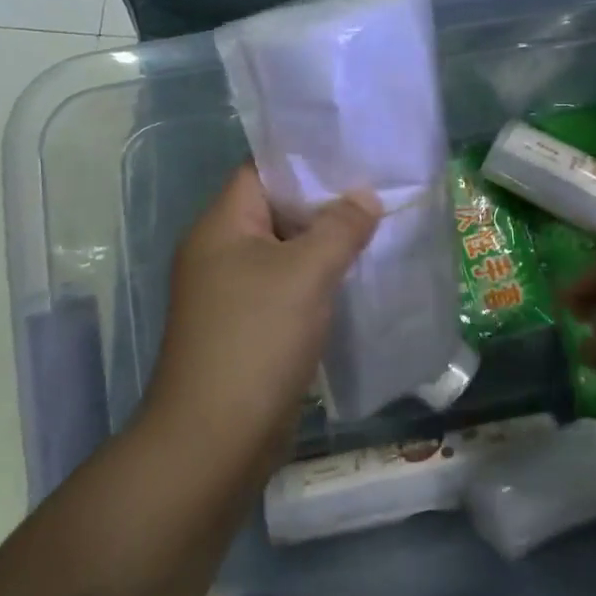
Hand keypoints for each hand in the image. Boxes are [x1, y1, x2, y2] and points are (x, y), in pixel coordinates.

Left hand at [142, 166, 379, 468]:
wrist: (216, 440)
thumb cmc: (256, 339)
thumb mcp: (305, 272)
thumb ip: (340, 227)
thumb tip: (365, 197)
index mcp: (221, 227)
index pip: (261, 171)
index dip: (306, 160)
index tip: (354, 155)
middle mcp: (221, 254)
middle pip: (278, 211)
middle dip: (327, 202)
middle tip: (379, 190)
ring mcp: (234, 294)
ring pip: (287, 253)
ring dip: (327, 244)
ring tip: (379, 228)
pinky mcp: (250, 328)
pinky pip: (290, 288)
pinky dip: (320, 281)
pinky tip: (359, 278)